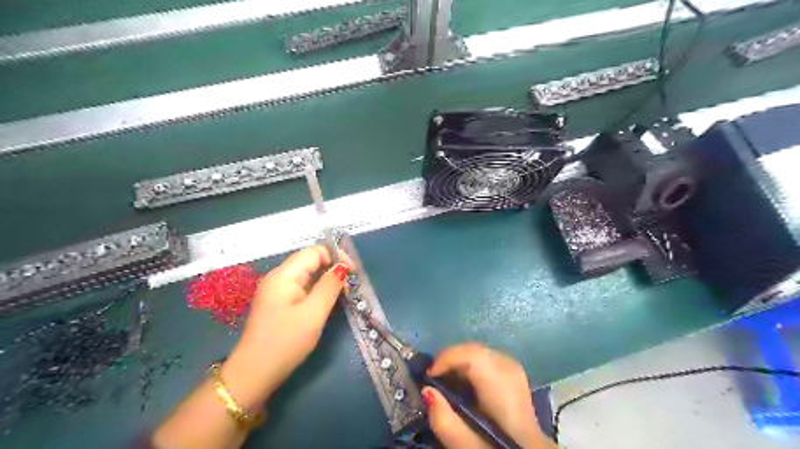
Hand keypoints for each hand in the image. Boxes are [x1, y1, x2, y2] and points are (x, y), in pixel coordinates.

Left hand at [217, 247, 346, 408]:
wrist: (254, 374)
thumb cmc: (286, 342)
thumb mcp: (313, 313)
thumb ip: (329, 287)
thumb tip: (342, 266)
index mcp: (284, 275)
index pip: (314, 251)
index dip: (336, 256)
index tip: (353, 273)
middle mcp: (279, 277)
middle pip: (311, 261)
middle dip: (333, 268)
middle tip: (350, 287)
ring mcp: (277, 291)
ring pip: (308, 275)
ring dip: (327, 281)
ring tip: (343, 295)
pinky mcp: (279, 303)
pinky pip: (302, 288)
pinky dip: (317, 291)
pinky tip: (327, 303)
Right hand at [425, 342, 557, 447]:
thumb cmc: (497, 448)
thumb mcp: (468, 446)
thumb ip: (444, 421)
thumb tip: (427, 391)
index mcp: (502, 384)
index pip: (472, 354)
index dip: (446, 358)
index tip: (428, 377)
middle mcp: (510, 367)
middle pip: (473, 349)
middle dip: (450, 360)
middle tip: (433, 380)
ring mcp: (513, 367)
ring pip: (478, 351)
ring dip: (458, 363)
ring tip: (445, 384)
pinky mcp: (513, 371)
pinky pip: (485, 357)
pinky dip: (470, 366)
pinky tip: (464, 385)